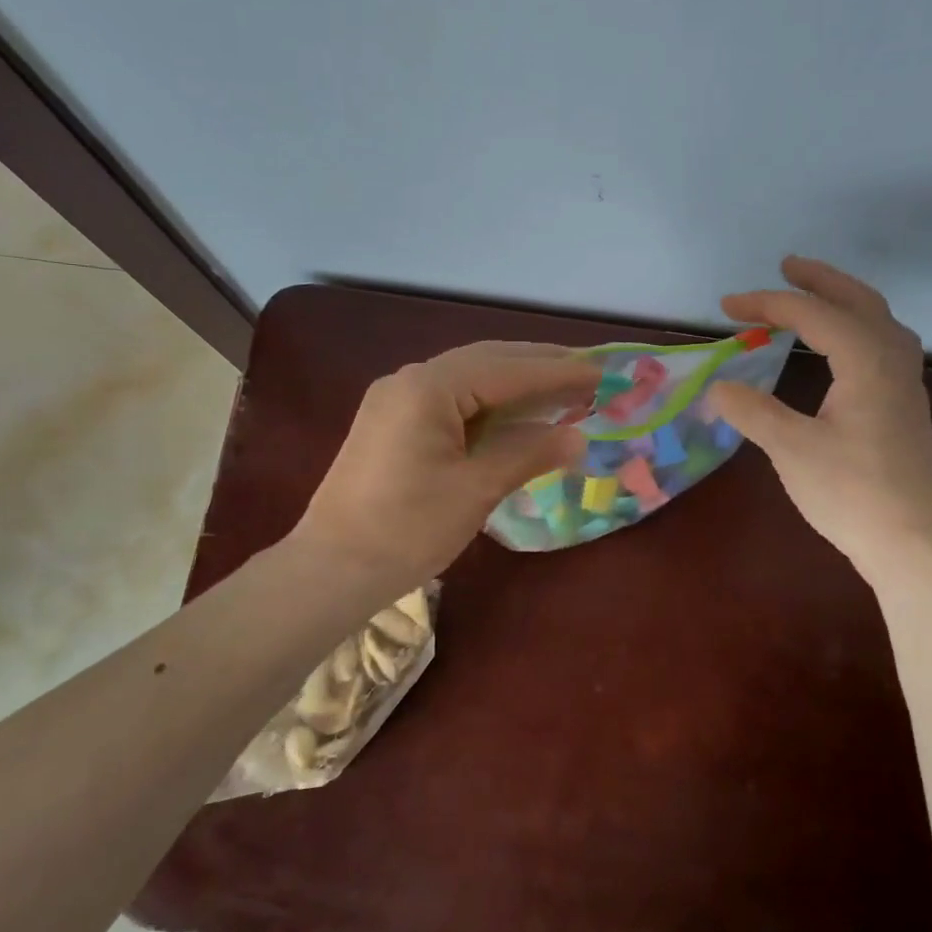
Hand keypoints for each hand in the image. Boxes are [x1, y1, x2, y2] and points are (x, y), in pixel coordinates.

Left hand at [292, 341, 597, 592]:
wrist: (330, 570)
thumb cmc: (406, 529)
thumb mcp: (475, 490)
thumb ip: (527, 454)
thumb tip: (577, 438)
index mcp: (428, 388)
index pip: (507, 370)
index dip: (558, 372)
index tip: (601, 373)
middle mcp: (409, 380)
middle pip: (487, 361)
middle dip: (538, 366)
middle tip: (587, 373)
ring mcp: (396, 399)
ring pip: (468, 378)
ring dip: (514, 382)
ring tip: (560, 388)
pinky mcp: (392, 422)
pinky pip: (451, 399)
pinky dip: (488, 403)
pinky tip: (513, 413)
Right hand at [709, 257, 931, 580]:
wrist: (912, 543)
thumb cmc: (852, 492)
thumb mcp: (791, 449)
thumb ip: (753, 411)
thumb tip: (719, 386)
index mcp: (866, 361)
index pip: (812, 315)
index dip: (767, 304)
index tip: (726, 306)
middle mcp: (892, 361)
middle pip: (859, 301)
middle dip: (820, 280)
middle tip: (786, 267)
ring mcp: (905, 384)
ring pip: (879, 321)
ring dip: (844, 301)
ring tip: (813, 298)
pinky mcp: (905, 408)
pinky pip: (884, 344)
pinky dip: (857, 328)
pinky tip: (842, 349)